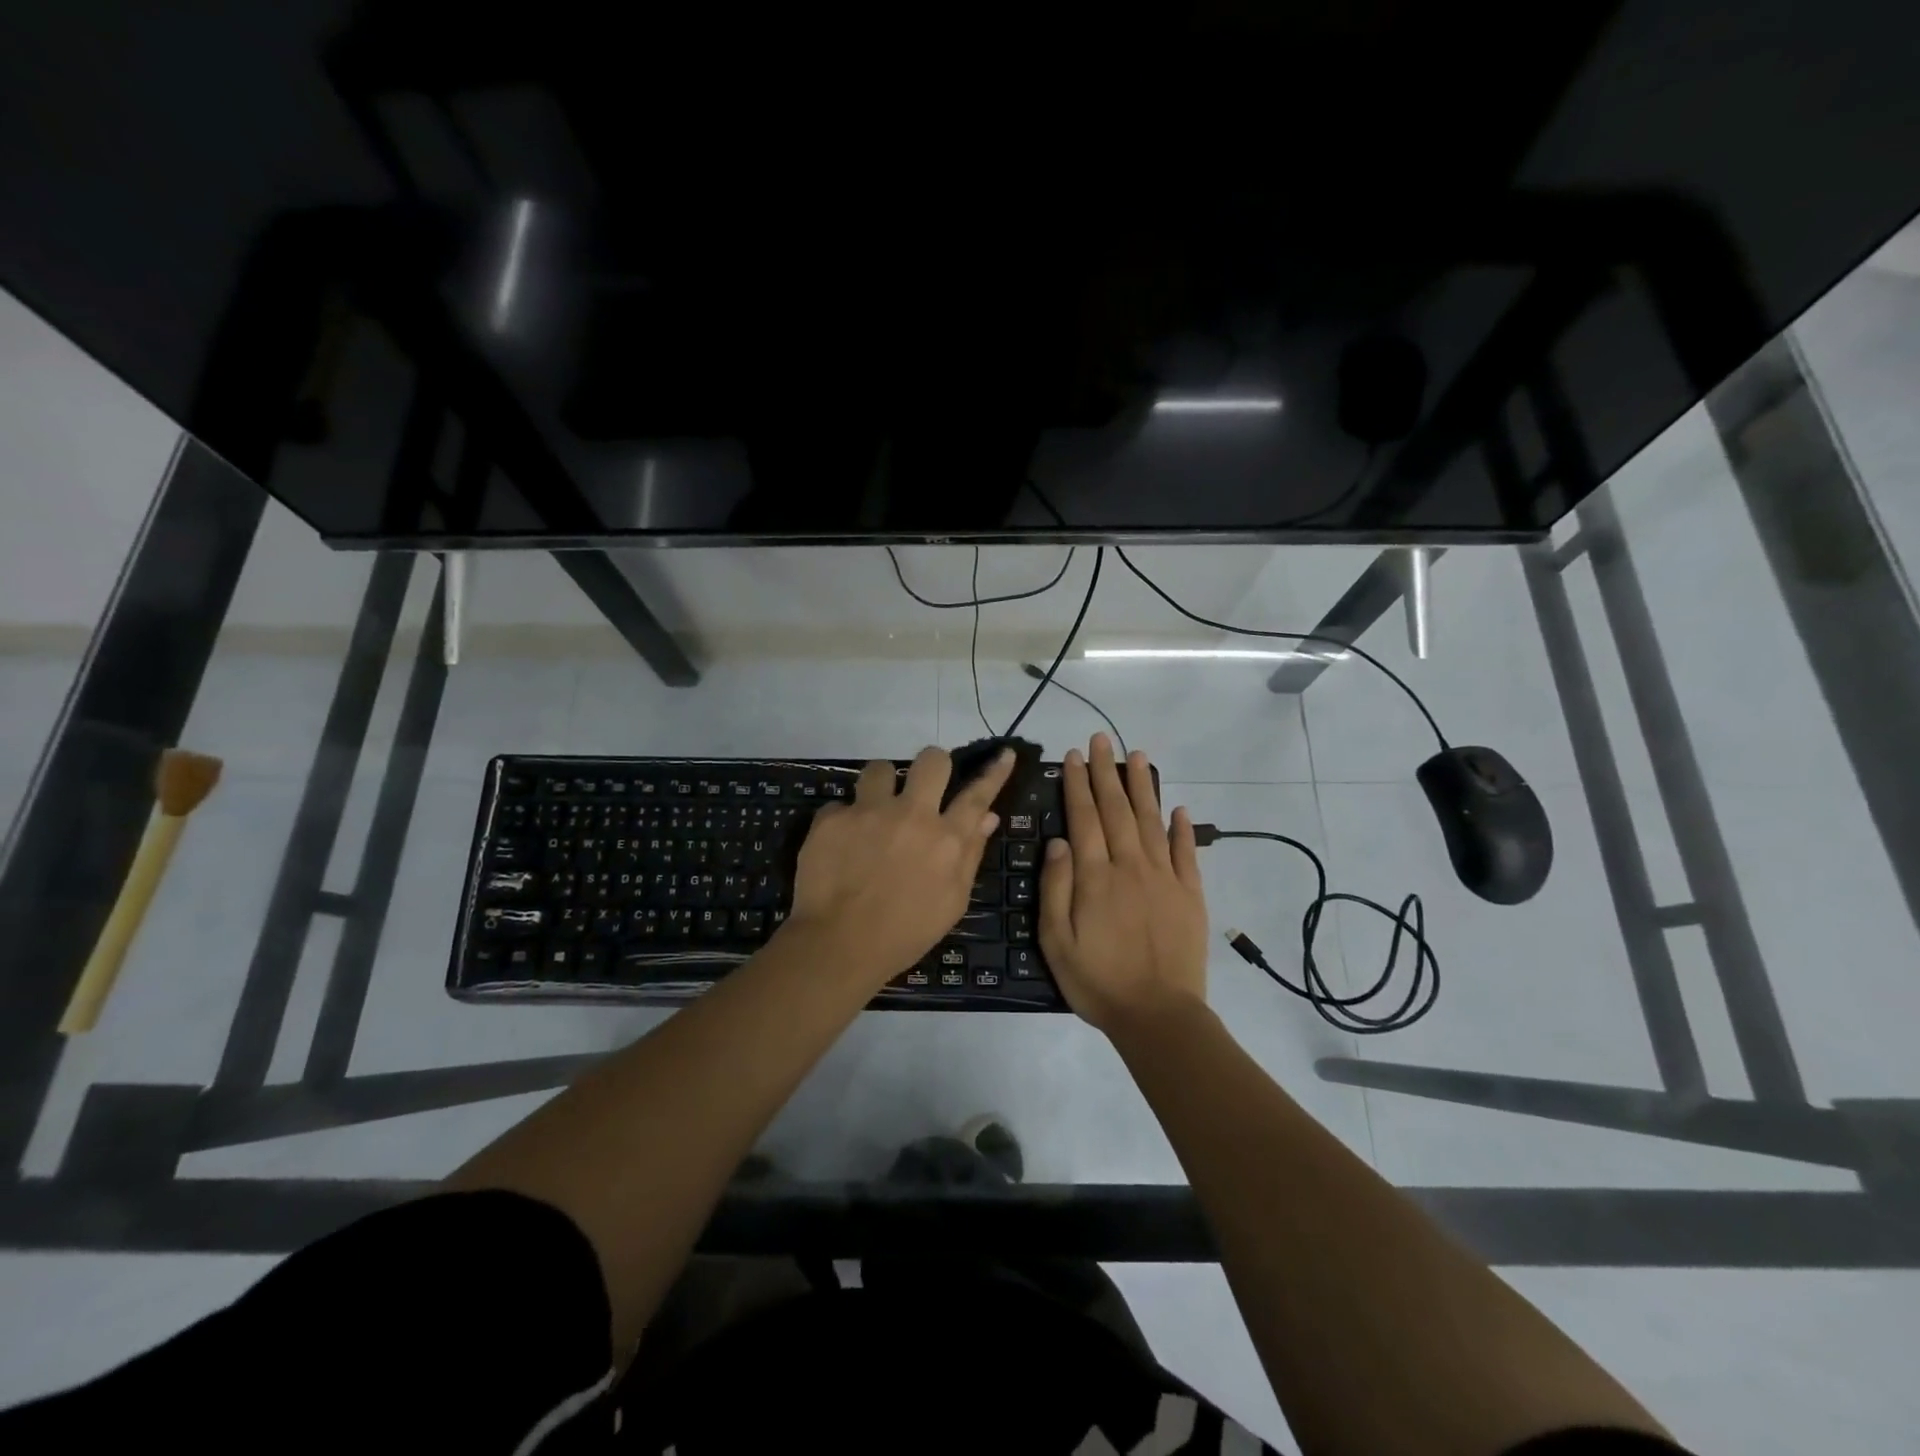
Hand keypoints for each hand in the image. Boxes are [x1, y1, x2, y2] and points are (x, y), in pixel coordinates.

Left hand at [786, 746, 1013, 987]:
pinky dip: (844, 821)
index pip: (977, 795)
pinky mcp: (832, 818)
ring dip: (881, 786)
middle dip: (931, 766)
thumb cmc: (904, 933)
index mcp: (946, 839)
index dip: (994, 772)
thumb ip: (970, 854)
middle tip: (922, 787)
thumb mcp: (952, 902)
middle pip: (931, 760)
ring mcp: (869, 811)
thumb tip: (988, 817)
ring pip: (880, 768)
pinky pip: (841, 804)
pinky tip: (840, 846)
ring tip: (874, 811)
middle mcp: (911, 814)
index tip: (1004, 753)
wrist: (838, 946)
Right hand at [1039, 734, 1208, 1035]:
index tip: (1075, 757)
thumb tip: (1058, 842)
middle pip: (1117, 810)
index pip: (1085, 819)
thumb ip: (1056, 889)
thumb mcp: (1057, 942)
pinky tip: (1180, 808)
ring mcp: (1165, 879)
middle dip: (1107, 772)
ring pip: (1152, 822)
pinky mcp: (1191, 895)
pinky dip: (1184, 829)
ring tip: (1138, 756)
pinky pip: (1187, 854)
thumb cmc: (1098, 981)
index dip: (1079, 785)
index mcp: (1096, 877)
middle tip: (1102, 739)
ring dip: (1143, 787)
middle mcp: (1131, 867)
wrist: (1159, 1016)